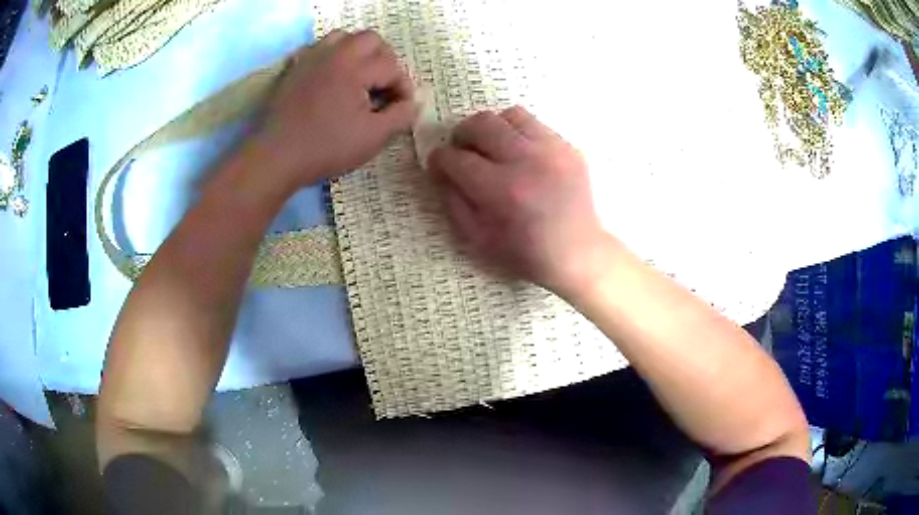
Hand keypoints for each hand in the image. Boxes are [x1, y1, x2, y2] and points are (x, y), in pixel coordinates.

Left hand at [252, 30, 416, 193]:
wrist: (277, 156)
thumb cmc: (326, 147)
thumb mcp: (372, 138)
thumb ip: (400, 116)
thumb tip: (413, 104)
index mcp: (355, 68)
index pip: (392, 66)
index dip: (403, 88)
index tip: (401, 108)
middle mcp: (334, 54)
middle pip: (371, 39)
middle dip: (385, 60)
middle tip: (383, 86)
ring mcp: (312, 58)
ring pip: (343, 37)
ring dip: (358, 52)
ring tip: (359, 76)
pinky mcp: (295, 68)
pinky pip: (318, 49)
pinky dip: (331, 56)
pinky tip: (332, 77)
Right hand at [428, 106, 615, 296]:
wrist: (578, 253)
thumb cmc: (526, 253)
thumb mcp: (478, 240)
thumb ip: (453, 202)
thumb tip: (442, 173)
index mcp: (501, 190)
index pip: (455, 158)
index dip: (439, 160)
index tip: (439, 166)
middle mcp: (526, 161)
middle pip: (480, 124)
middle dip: (461, 135)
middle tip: (462, 150)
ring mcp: (551, 150)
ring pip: (509, 115)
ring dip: (492, 128)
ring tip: (492, 147)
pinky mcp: (568, 147)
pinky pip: (535, 124)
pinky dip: (518, 133)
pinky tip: (520, 153)